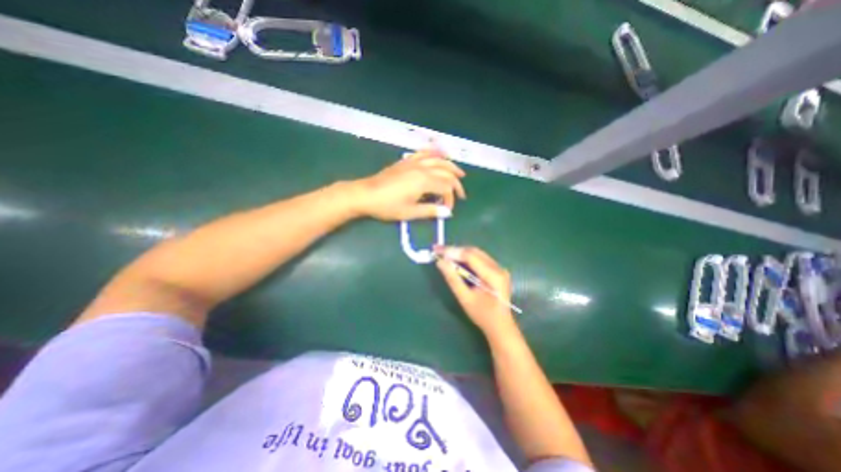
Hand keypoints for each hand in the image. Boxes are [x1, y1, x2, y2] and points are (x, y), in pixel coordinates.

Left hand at [351, 149, 466, 220]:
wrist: (366, 194)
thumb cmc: (387, 206)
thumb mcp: (409, 212)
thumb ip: (430, 211)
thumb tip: (447, 213)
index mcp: (424, 181)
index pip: (446, 187)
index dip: (450, 199)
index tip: (447, 210)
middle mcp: (422, 168)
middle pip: (446, 172)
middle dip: (455, 183)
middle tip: (461, 194)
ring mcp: (413, 162)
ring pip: (438, 160)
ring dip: (450, 166)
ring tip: (459, 173)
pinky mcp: (406, 161)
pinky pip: (424, 153)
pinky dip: (435, 153)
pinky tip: (440, 154)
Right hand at [434, 248, 519, 335]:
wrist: (500, 326)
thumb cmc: (482, 315)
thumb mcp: (465, 298)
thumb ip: (453, 279)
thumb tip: (440, 262)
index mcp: (493, 275)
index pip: (470, 256)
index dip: (452, 251)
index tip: (437, 250)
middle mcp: (498, 268)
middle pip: (474, 252)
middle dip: (455, 250)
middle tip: (438, 250)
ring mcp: (499, 268)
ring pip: (477, 253)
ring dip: (460, 253)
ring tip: (444, 254)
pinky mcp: (497, 270)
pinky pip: (480, 258)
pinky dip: (466, 258)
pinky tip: (456, 260)